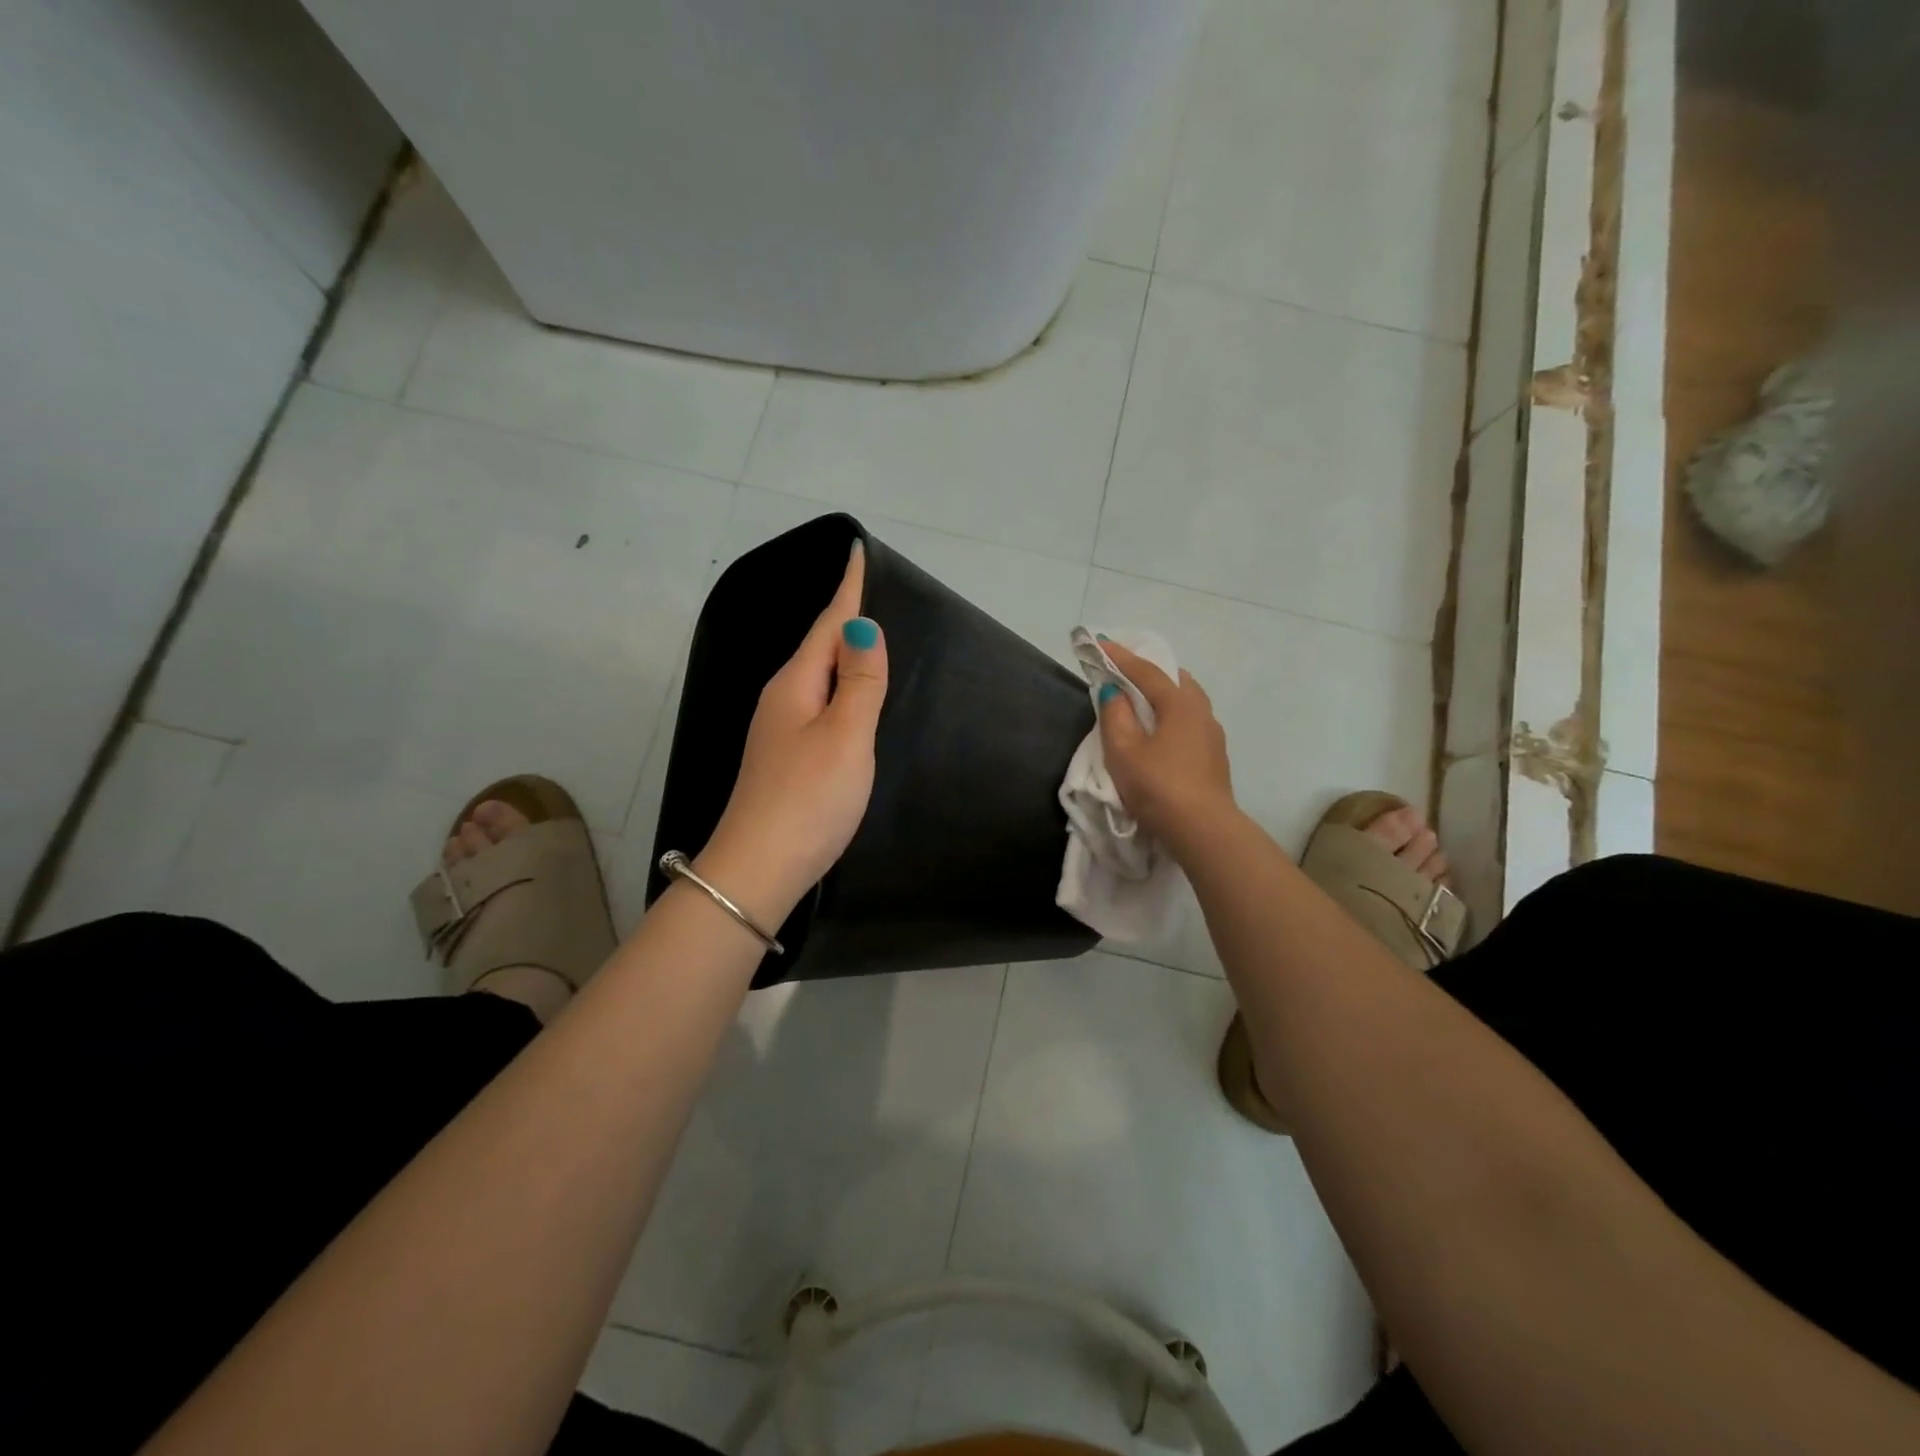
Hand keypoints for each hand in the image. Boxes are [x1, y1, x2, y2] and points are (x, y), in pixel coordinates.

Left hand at [698, 543, 887, 921]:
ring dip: (840, 651)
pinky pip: (817, 702)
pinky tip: (847, 695)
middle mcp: (782, 699)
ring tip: (866, 634)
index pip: (828, 624)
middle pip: (818, 645)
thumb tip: (862, 626)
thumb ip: (859, 681)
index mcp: (795, 685)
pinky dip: (837, 686)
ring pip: (816, 675)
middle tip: (872, 589)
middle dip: (844, 615)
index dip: (848, 589)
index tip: (857, 550)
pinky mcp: (786, 757)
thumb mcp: (845, 735)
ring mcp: (779, 730)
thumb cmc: (809, 798)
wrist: (759, 868)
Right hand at [1098, 641, 1237, 858]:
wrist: (1203, 831)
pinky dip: (1172, 718)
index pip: (1146, 671)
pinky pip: (1191, 724)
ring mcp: (1213, 736)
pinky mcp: (1215, 759)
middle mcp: (1201, 712)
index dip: (1120, 656)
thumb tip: (1113, 691)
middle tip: (1125, 673)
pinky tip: (1162, 734)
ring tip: (1142, 704)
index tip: (1099, 643)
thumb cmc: (1158, 786)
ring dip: (1164, 697)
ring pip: (1187, 703)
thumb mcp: (1124, 751)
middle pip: (1175, 681)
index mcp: (1180, 704)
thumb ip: (1115, 716)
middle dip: (1149, 673)